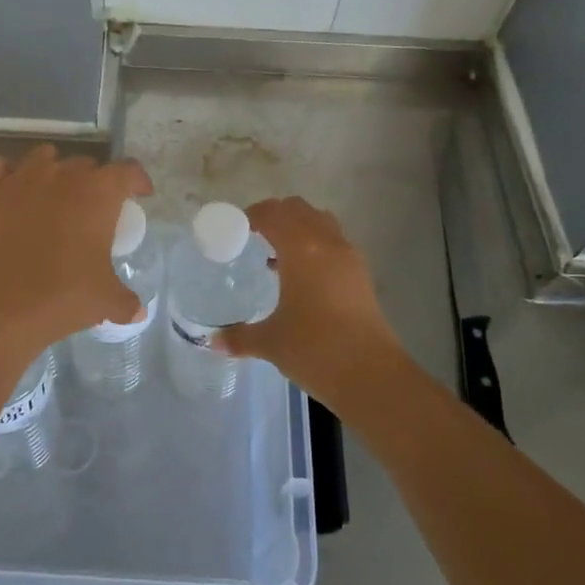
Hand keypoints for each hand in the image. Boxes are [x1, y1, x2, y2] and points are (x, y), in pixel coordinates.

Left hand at [0, 144, 152, 358]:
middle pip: (86, 164)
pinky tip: (11, 189)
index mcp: (99, 193)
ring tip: (53, 192)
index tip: (139, 194)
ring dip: (54, 169)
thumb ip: (126, 301)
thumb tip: (138, 311)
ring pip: (43, 156)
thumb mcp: (105, 301)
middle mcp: (63, 175)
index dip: (137, 180)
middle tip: (93, 207)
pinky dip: (6, 173)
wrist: (1, 307)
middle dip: (94, 180)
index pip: (128, 171)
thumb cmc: (62, 296)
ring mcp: (23, 178)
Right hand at [218, 197, 410, 403]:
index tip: (235, 228)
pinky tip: (300, 277)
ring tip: (277, 253)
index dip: (253, 215)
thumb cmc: (315, 349)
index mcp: (301, 249)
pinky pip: (334, 243)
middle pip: (298, 210)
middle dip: (275, 215)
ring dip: (298, 228)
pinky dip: (315, 245)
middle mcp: (326, 243)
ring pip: (320, 222)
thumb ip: (239, 337)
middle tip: (253, 236)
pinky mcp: (361, 274)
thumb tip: (212, 341)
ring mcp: (348, 257)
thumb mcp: (270, 342)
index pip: (273, 214)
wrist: (371, 375)